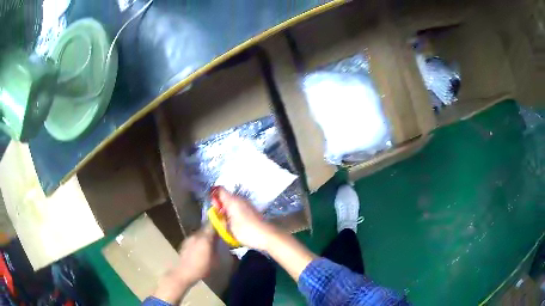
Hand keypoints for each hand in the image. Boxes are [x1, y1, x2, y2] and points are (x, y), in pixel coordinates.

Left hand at [174, 226, 216, 284]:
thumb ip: (218, 247)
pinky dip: (199, 240)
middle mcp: (196, 235)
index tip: (224, 225)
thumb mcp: (215, 259)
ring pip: (199, 233)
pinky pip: (194, 238)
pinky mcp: (184, 243)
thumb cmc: (202, 268)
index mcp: (205, 238)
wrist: (185, 272)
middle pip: (205, 228)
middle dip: (212, 231)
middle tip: (218, 235)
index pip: (212, 225)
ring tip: (210, 242)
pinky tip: (201, 248)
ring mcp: (189, 238)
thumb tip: (221, 241)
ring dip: (205, 236)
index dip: (218, 224)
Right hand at [213, 187, 274, 250]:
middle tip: (218, 217)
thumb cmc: (246, 231)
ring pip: (233, 202)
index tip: (212, 205)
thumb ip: (221, 218)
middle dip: (220, 204)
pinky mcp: (252, 210)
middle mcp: (240, 199)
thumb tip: (218, 212)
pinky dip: (234, 213)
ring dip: (227, 209)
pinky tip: (234, 223)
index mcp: (232, 200)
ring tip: (226, 222)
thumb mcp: (229, 227)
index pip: (219, 190)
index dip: (213, 195)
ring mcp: (247, 204)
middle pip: (226, 196)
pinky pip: (239, 207)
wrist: (267, 235)